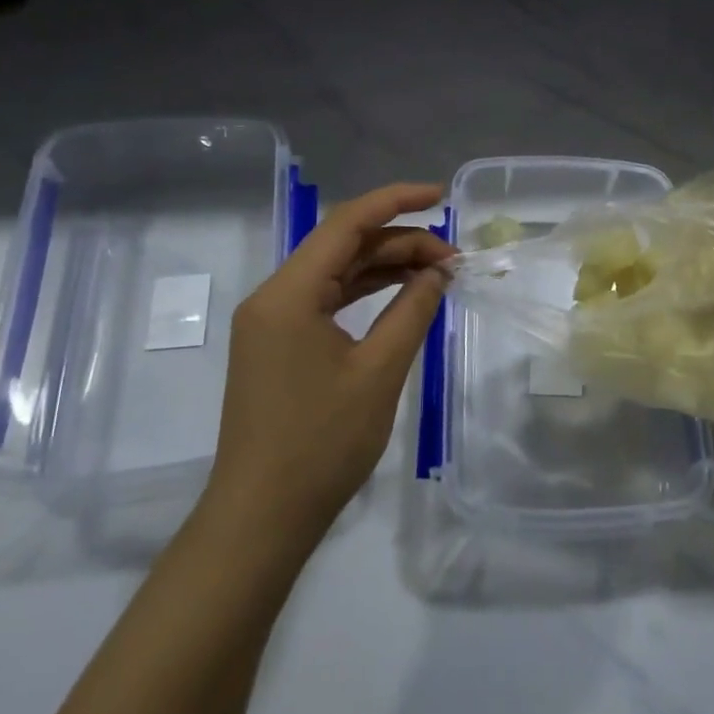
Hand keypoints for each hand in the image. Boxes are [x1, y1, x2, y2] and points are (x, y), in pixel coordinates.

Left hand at [205, 183, 453, 543]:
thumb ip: (413, 311)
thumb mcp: (379, 371)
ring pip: (336, 273)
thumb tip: (439, 272)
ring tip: (437, 272)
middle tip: (452, 260)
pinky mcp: (277, 346)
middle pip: (343, 246)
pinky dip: (365, 293)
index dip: (396, 201)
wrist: (261, 518)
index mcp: (288, 293)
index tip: (441, 196)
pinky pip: (326, 301)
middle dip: (400, 243)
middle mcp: (273, 297)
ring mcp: (272, 323)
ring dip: (385, 267)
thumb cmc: (322, 443)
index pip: (347, 224)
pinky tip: (402, 296)